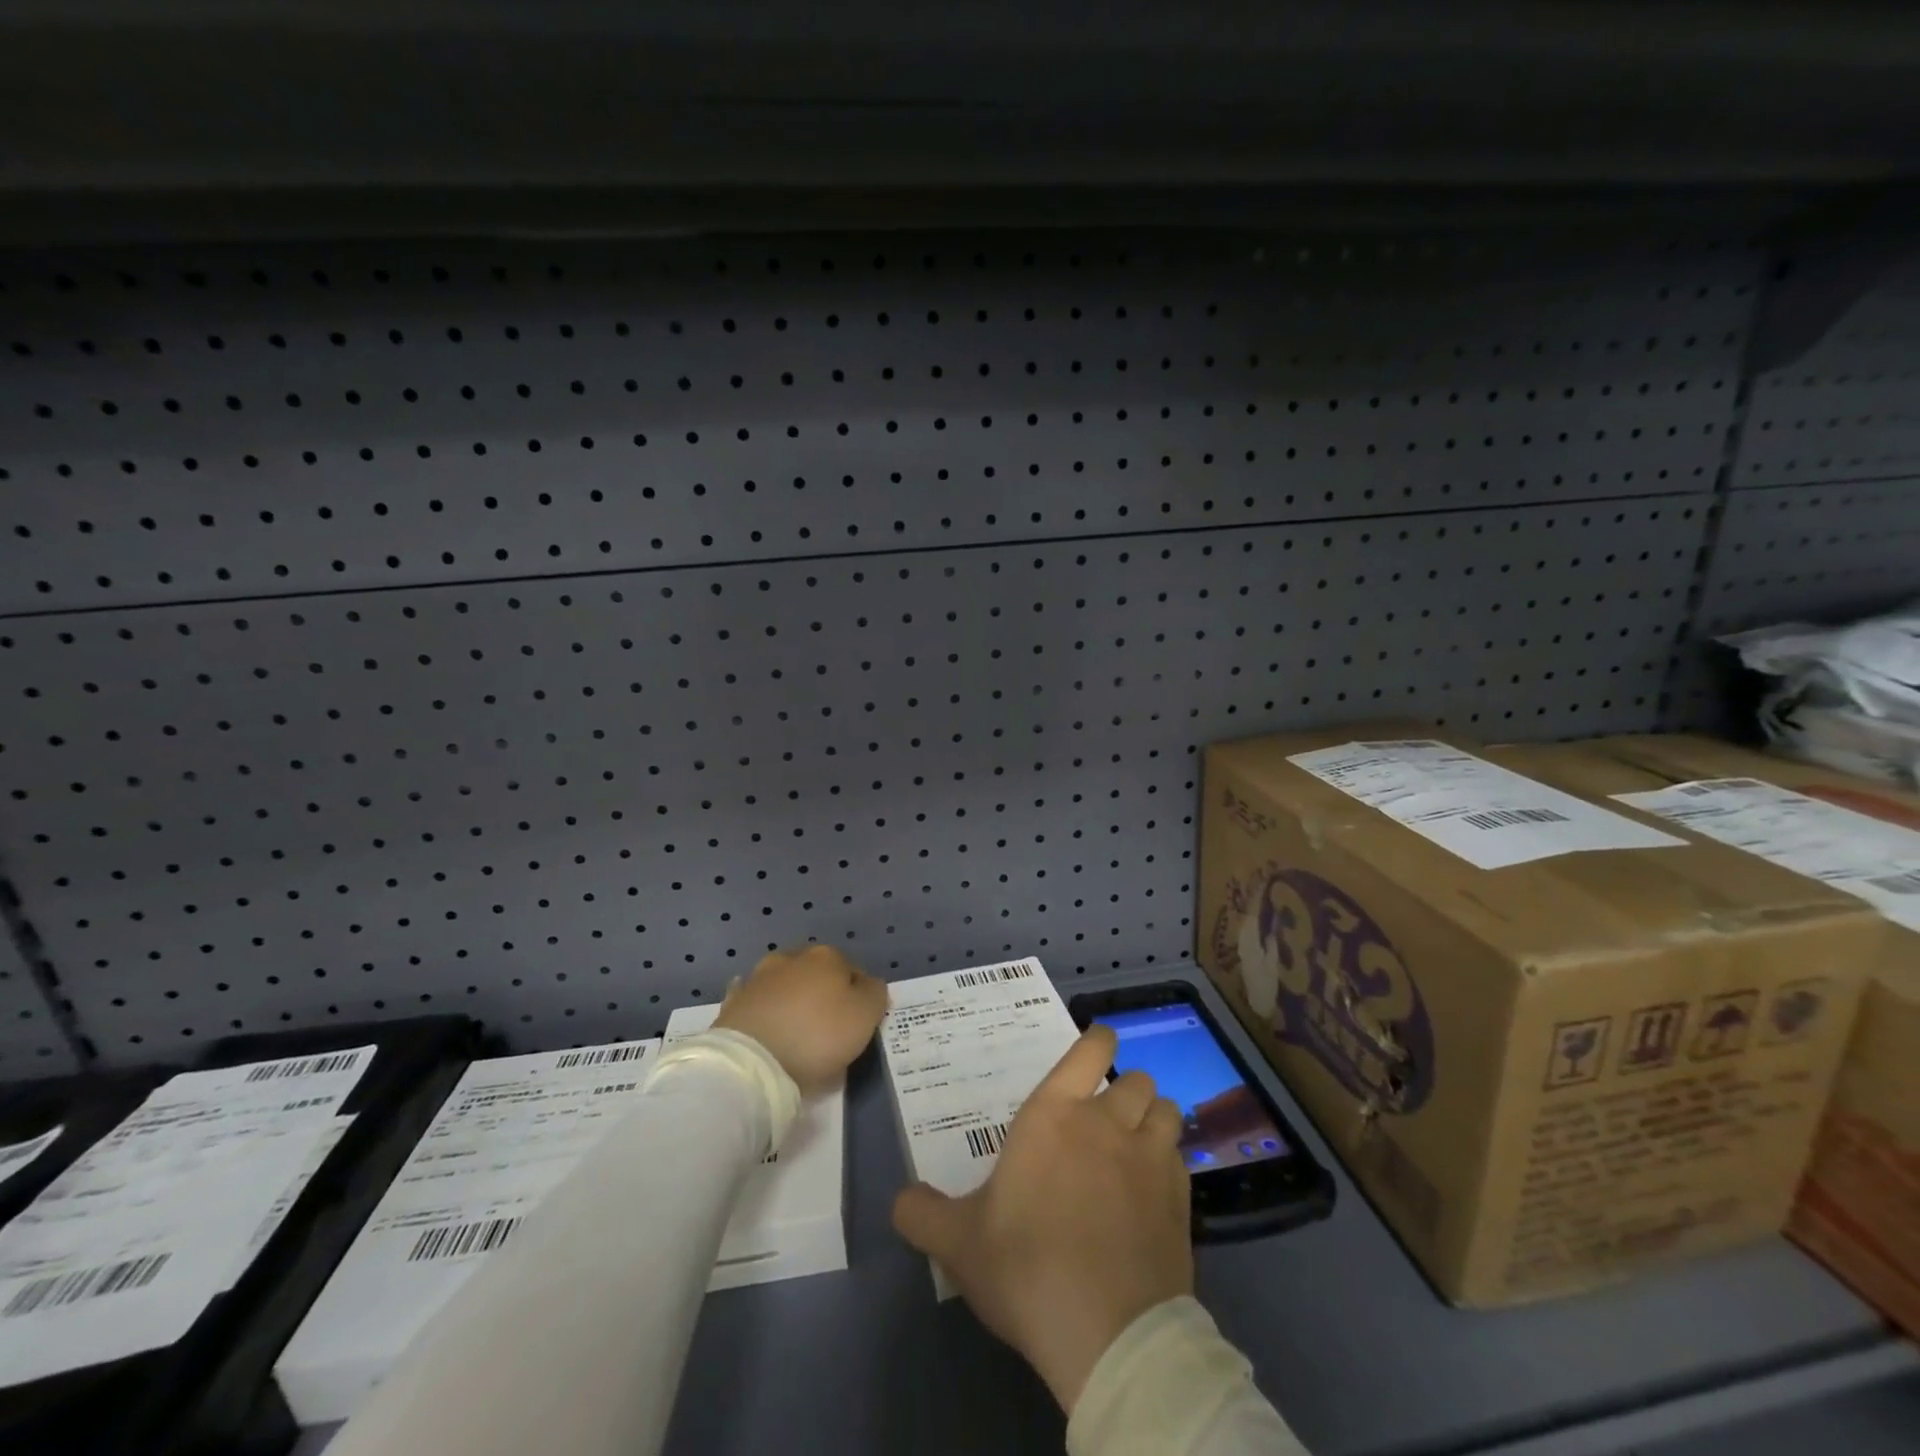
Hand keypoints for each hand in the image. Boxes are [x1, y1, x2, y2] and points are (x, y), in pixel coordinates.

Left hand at [714, 944, 888, 1091]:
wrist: (752, 1062)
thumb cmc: (817, 1035)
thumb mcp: (866, 1015)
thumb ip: (875, 993)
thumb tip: (869, 984)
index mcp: (827, 956)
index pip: (853, 972)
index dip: (859, 998)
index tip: (857, 1025)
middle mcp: (792, 958)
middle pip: (817, 974)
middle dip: (823, 993)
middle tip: (827, 1028)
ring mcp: (759, 978)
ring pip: (785, 983)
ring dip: (791, 998)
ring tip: (795, 1030)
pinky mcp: (735, 1002)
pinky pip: (756, 1001)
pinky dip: (763, 1008)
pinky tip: (766, 1022)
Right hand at [891, 1026, 1193, 1413]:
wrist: (1106, 1333)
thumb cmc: (1025, 1266)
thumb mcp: (957, 1243)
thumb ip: (922, 1213)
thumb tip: (900, 1200)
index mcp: (1055, 1114)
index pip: (1090, 1049)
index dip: (1098, 1040)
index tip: (1098, 1043)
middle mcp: (1107, 1122)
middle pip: (1137, 1079)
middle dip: (1126, 1089)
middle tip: (1107, 1116)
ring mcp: (1150, 1160)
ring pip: (1167, 1111)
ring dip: (1154, 1119)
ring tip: (1138, 1144)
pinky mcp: (1180, 1202)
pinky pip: (1181, 1161)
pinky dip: (1169, 1166)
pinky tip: (1154, 1193)